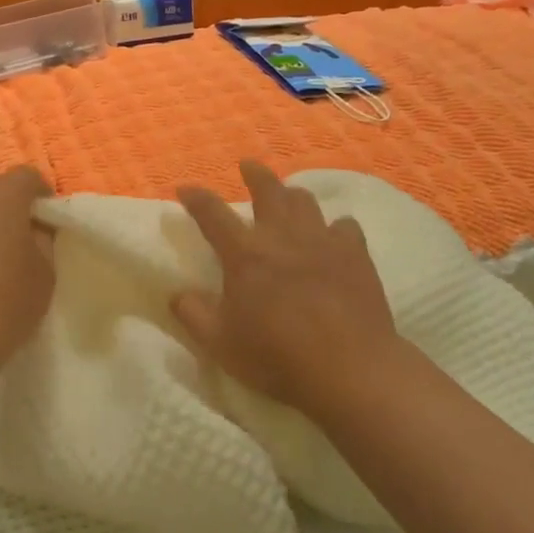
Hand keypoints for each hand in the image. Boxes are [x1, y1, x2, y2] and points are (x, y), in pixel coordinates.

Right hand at [174, 160, 412, 424]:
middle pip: (268, 190)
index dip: (196, 198)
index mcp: (244, 254)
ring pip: (306, 202)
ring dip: (292, 195)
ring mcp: (323, 241)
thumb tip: (176, 293)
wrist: (349, 368)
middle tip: (248, 165)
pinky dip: (335, 227)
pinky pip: (345, 226)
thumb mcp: (219, 343)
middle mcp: (282, 237)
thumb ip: (193, 314)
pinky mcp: (356, 255)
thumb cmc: (276, 355)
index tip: (185, 189)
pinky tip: (334, 235)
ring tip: (288, 198)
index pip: (212, 214)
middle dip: (255, 173)